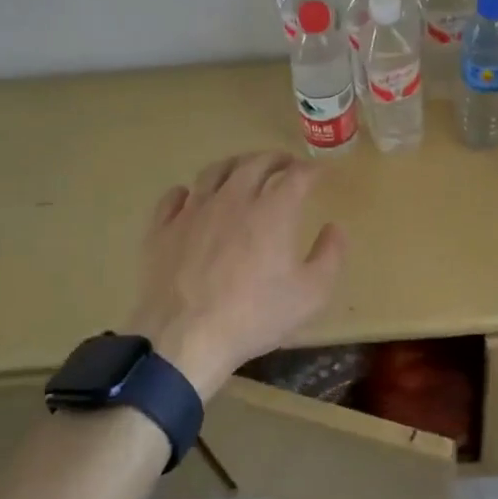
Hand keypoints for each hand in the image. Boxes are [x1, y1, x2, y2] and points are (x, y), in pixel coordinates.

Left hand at [130, 153, 346, 398]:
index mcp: (273, 210)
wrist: (184, 339)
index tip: (319, 172)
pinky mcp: (163, 229)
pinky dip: (187, 191)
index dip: (311, 169)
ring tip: (242, 170)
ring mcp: (194, 211)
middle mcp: (233, 199)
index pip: (297, 175)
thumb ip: (330, 255)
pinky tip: (190, 196)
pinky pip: (173, 197)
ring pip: (214, 172)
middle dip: (275, 159)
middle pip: (255, 163)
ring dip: (234, 165)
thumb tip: (335, 228)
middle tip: (285, 164)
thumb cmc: (255, 316)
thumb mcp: (311, 294)